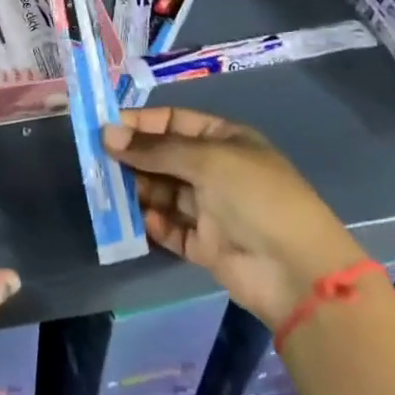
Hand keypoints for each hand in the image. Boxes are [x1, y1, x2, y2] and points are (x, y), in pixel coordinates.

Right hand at [103, 106, 364, 325]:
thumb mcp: (206, 159)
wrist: (297, 272)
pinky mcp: (206, 245)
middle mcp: (217, 170)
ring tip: (109, 191)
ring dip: (138, 190)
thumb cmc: (255, 197)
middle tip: (97, 161)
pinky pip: (170, 228)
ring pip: (163, 192)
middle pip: (164, 157)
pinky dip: (153, 224)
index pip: (174, 122)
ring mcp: (212, 209)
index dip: (140, 124)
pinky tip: (140, 221)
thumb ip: (154, 149)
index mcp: (224, 140)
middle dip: (134, 158)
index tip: (104, 129)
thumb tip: (107, 134)